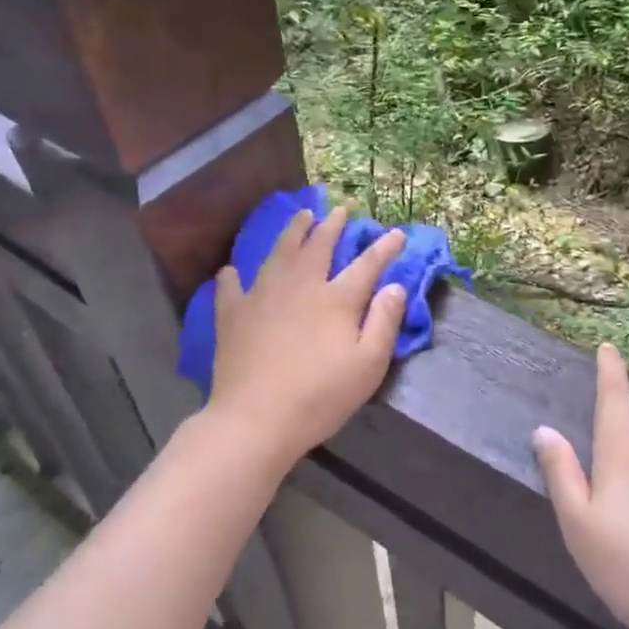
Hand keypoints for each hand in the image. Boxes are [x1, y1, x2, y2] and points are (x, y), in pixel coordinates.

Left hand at [208, 206, 407, 462]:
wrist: (256, 419)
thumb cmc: (321, 396)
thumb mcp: (369, 365)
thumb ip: (384, 322)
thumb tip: (395, 286)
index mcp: (336, 299)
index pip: (367, 264)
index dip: (384, 247)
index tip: (396, 233)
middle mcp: (300, 285)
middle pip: (319, 245)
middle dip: (333, 225)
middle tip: (341, 209)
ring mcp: (262, 295)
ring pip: (279, 252)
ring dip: (293, 231)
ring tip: (301, 215)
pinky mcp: (233, 314)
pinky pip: (231, 285)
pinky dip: (233, 275)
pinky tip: (231, 270)